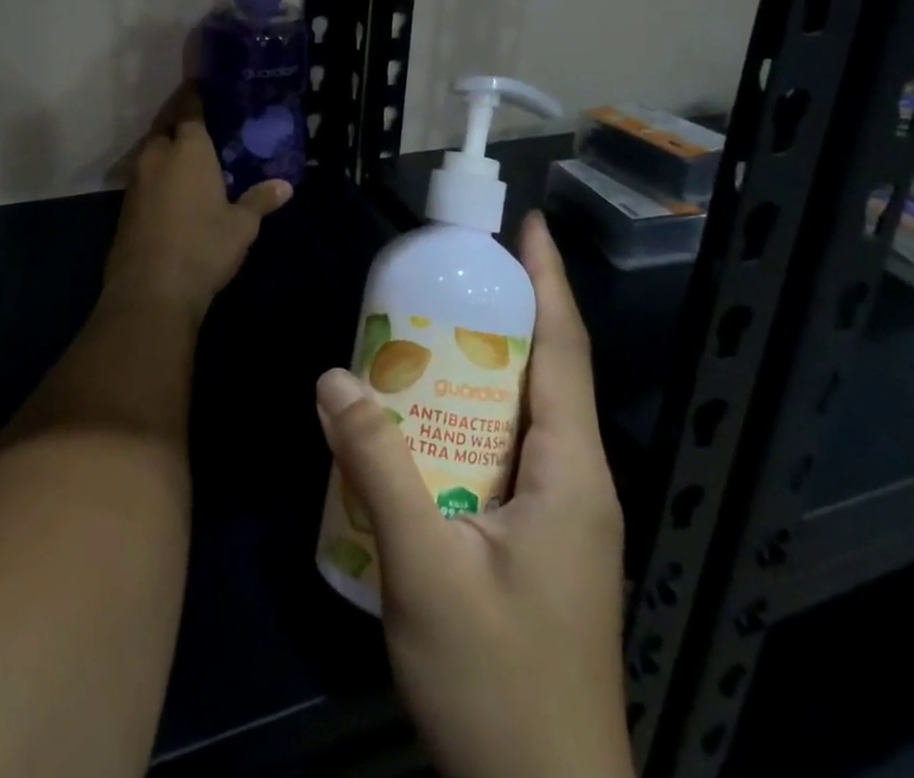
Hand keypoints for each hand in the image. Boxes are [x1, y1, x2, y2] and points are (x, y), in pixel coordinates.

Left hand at [104, 83, 293, 324]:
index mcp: (189, 150)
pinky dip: (158, 171)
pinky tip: (173, 184)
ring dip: (166, 145)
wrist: (150, 290)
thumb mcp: (241, 226)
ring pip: (151, 149)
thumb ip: (260, 200)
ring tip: (189, 150)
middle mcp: (158, 156)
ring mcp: (137, 181)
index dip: (195, 93)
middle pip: (165, 124)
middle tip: (199, 116)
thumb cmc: (203, 247)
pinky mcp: (126, 206)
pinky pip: (145, 175)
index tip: (202, 83)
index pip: (190, 108)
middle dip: (178, 115)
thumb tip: (285, 186)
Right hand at [316, 213, 629, 777]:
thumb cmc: (499, 687)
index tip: (529, 226)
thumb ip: (378, 469)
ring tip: (426, 334)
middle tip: (445, 275)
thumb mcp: (427, 573)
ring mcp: (564, 516)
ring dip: (483, 368)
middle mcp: (580, 482)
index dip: (550, 281)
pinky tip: (424, 425)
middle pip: (546, 374)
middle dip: (504, 314)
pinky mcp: (542, 542)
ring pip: (525, 415)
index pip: (566, 350)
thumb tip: (333, 378)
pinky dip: (472, 418)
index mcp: (574, 473)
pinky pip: (509, 453)